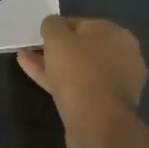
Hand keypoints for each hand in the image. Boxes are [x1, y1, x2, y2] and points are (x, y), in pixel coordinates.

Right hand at [18, 16, 147, 147]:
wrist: (97, 123)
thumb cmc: (79, 71)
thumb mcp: (57, 38)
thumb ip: (52, 25)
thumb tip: (53, 25)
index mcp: (117, 34)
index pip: (82, 24)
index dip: (58, 28)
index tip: (39, 37)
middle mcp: (123, 55)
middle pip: (83, 48)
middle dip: (56, 49)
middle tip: (32, 51)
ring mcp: (117, 83)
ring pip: (79, 69)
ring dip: (53, 65)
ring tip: (25, 62)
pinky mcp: (107, 105)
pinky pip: (80, 86)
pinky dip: (60, 81)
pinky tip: (38, 78)